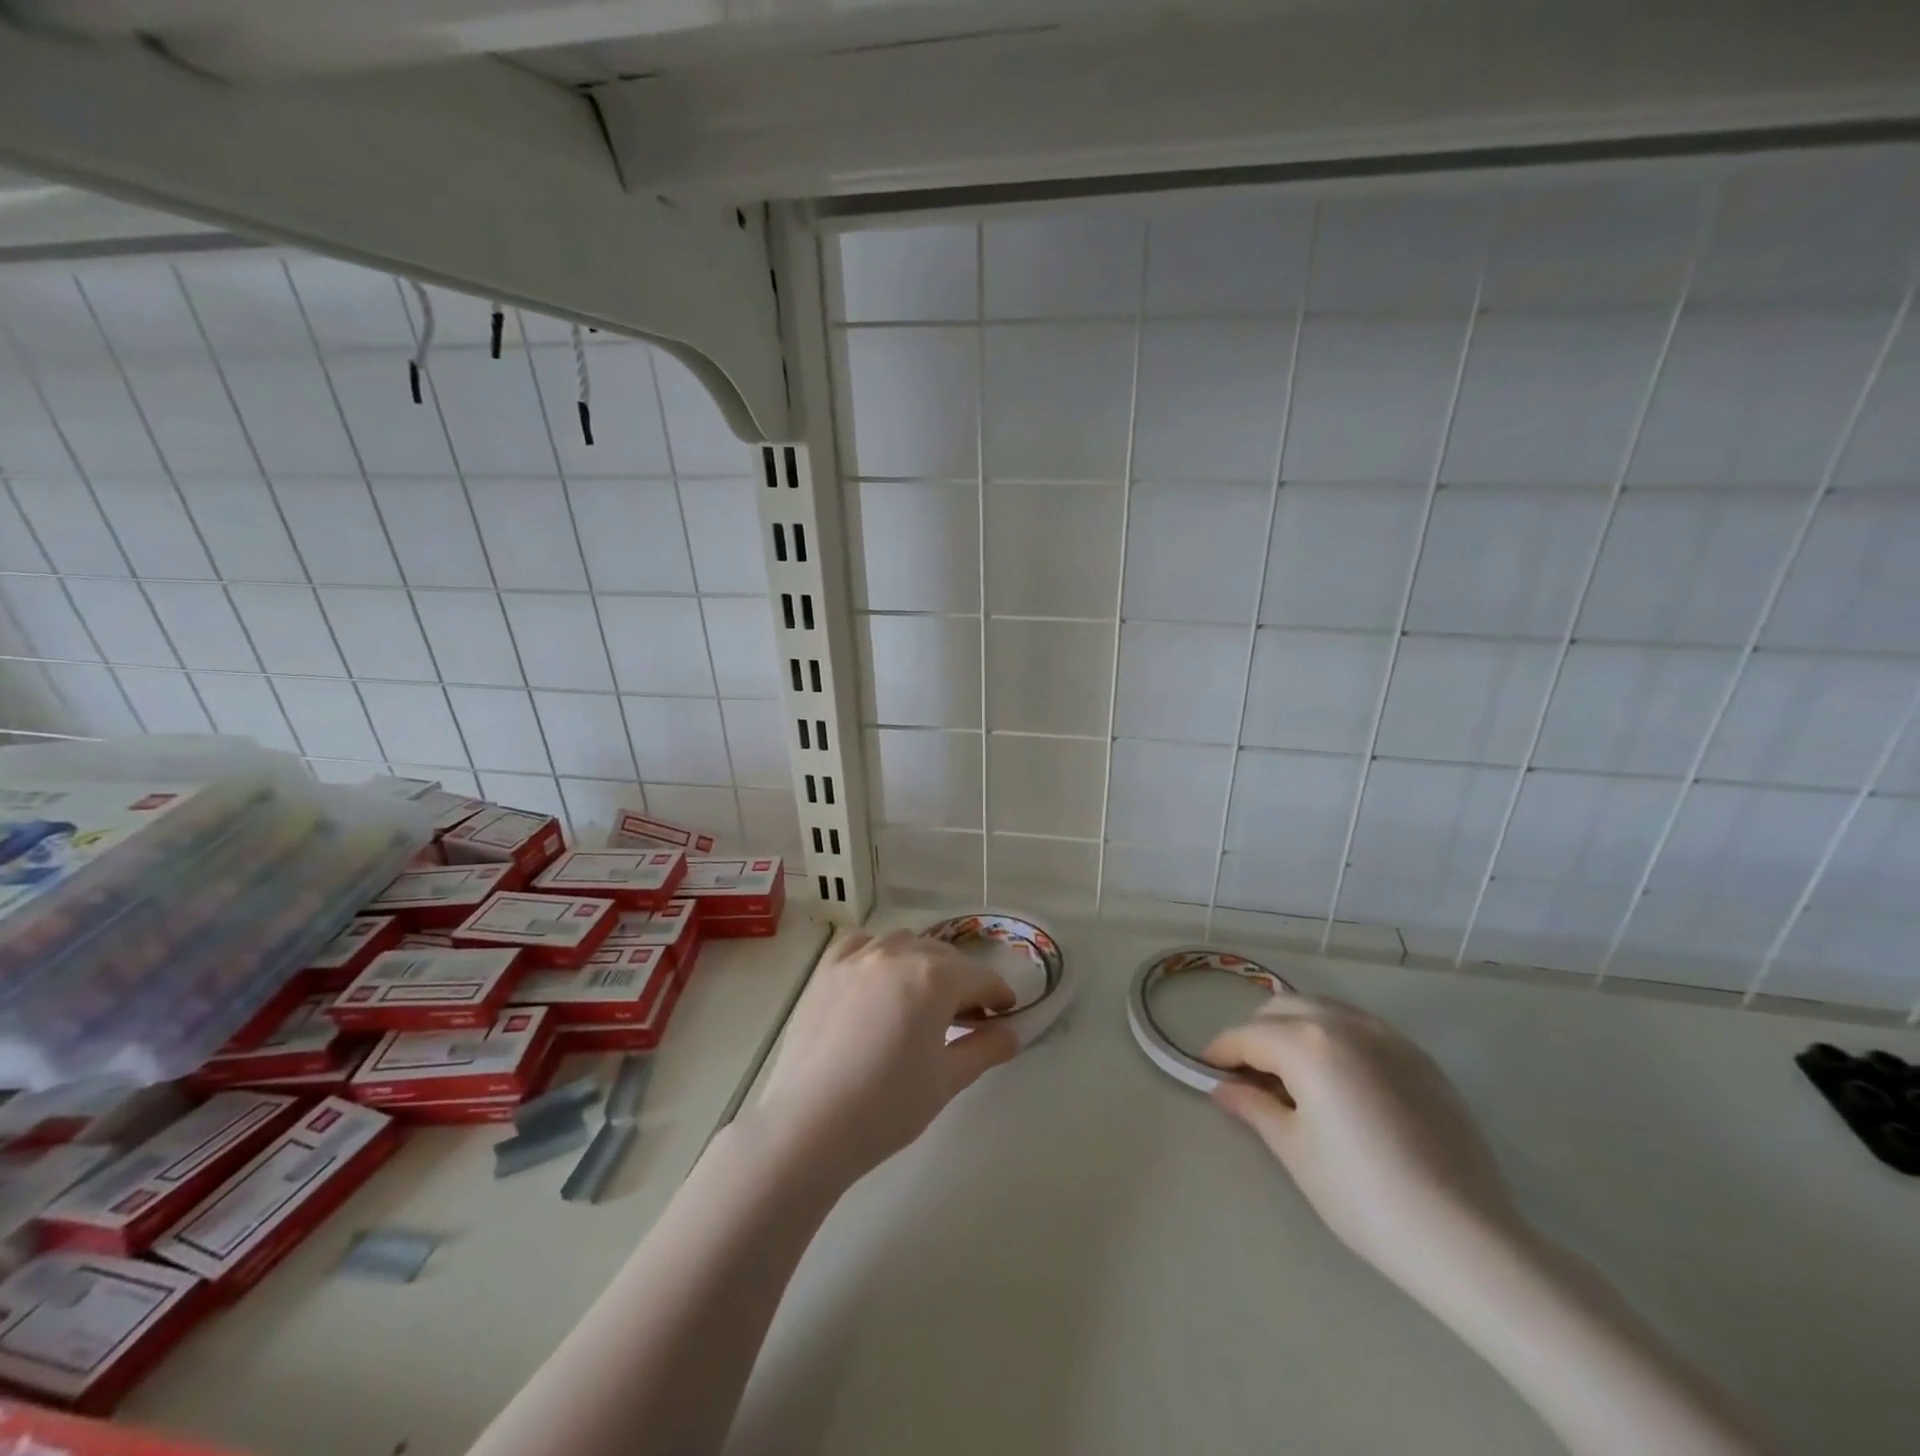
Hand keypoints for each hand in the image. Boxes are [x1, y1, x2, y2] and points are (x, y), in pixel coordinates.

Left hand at [755, 929, 1020, 1183]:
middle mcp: (899, 953)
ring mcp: (858, 957)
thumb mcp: (948, 1080)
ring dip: (922, 962)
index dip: (999, 995)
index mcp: (935, 977)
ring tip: (922, 997)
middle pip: (944, 956)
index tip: (1004, 1014)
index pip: (981, 978)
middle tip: (966, 1016)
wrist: (811, 1124)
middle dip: (963, 980)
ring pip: (904, 943)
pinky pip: (861, 943)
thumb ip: (985, 1048)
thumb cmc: (889, 1106)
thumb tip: (1011, 1034)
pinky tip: (878, 978)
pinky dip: (878, 952)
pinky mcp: (827, 969)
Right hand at [1204, 993, 1521, 1289]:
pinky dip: (1335, 1039)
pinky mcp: (1420, 1058)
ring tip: (1293, 1077)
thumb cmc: (1362, 1195)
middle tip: (1249, 1077)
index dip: (1219, 1052)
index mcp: (1306, 1043)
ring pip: (1322, 1011)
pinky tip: (1341, 1084)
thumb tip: (1223, 1088)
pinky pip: (1361, 1028)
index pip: (1246, 1035)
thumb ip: (1253, 1106)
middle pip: (1282, 1009)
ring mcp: (1388, 1036)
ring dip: (1295, 1029)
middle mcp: (1344, 1023)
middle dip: (1256, 1035)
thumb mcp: (1294, 1151)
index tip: (1206, 1072)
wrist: (1465, 1237)